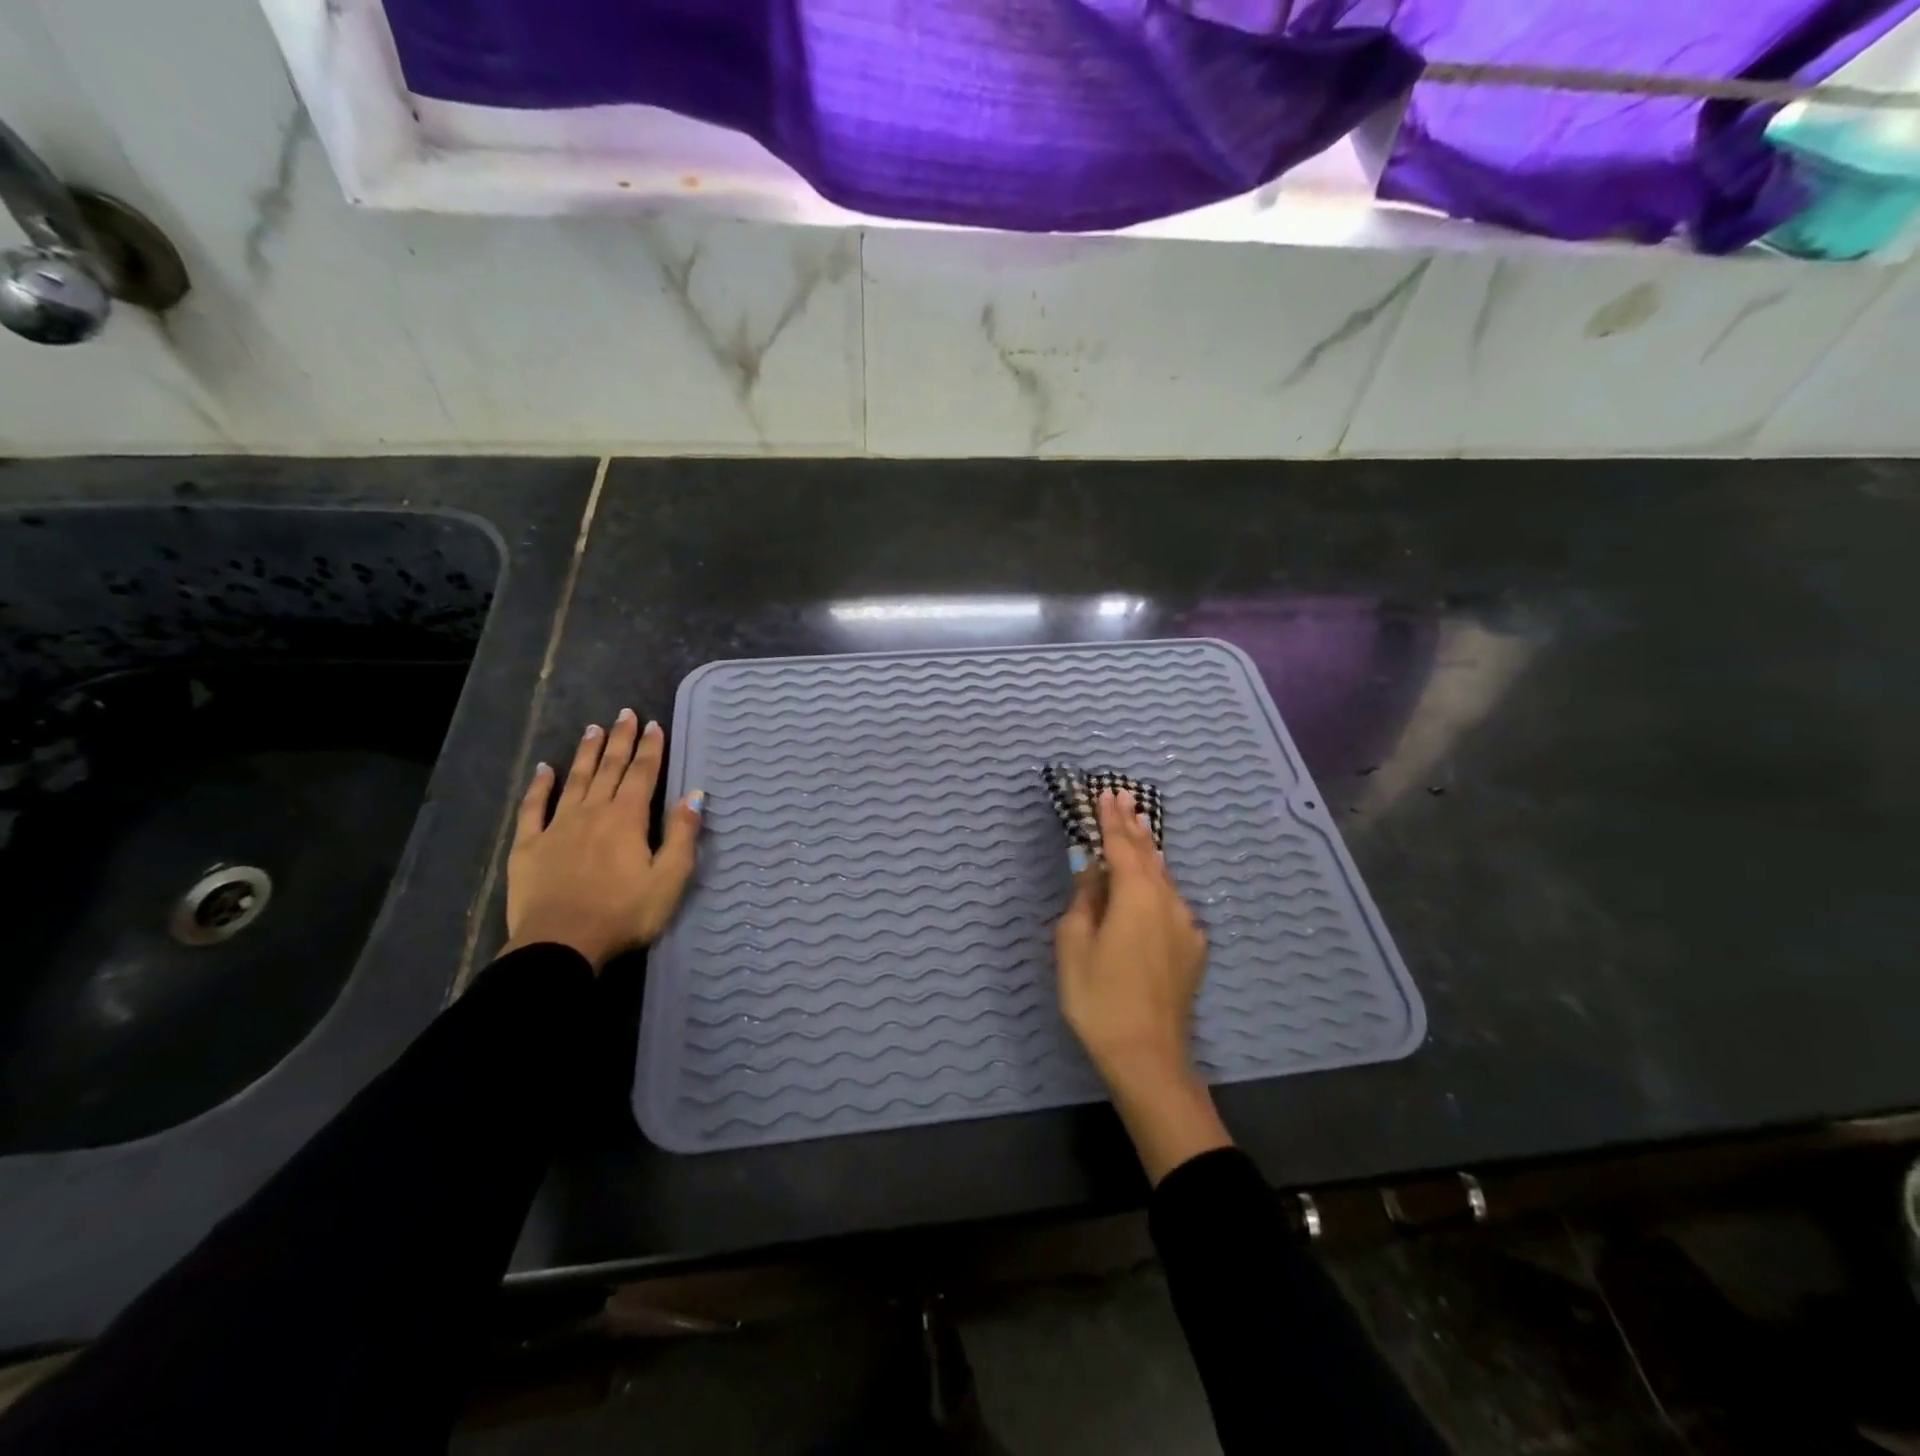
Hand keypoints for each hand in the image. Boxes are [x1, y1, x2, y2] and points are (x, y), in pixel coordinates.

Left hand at [504, 710, 702, 971]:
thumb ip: (682, 835)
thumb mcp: (669, 879)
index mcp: (628, 819)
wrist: (560, 945)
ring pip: (575, 780)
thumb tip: (695, 795)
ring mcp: (557, 826)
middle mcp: (592, 812)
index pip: (642, 774)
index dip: (650, 749)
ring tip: (593, 728)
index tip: (653, 725)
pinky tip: (544, 769)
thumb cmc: (624, 914)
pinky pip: (533, 807)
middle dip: (620, 740)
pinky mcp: (529, 845)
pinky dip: (540, 786)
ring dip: (586, 753)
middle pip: (609, 769)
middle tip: (625, 714)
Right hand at [1054, 789, 1231, 1182]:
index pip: (1121, 845)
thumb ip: (1084, 900)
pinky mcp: (1192, 949)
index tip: (1105, 793)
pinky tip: (1154, 884)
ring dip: (1149, 851)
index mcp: (1136, 895)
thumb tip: (1091, 870)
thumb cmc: (1099, 999)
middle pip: (1148, 855)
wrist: (1149, 1057)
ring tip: (1139, 828)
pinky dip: (1158, 883)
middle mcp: (1167, 901)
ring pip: (1164, 877)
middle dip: (1133, 826)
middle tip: (1125, 798)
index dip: (1111, 819)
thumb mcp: (1074, 945)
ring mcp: (1186, 926)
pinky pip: (1172, 903)